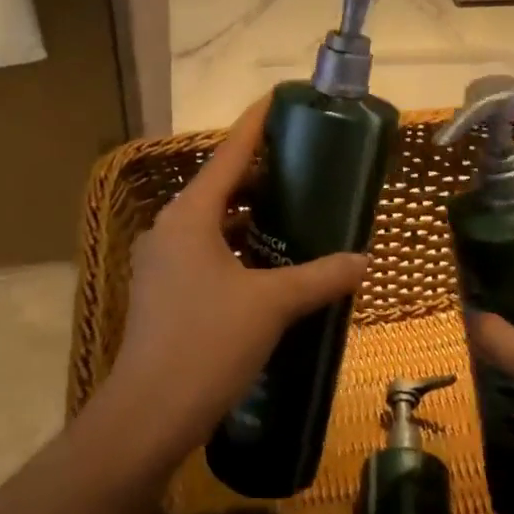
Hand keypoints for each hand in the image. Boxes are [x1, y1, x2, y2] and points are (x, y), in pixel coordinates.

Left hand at [98, 94, 368, 463]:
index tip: (279, 99)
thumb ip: (320, 277)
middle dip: (260, 175)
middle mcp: (170, 229)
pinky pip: (205, 253)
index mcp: (190, 215)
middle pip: (220, 187)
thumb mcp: (272, 305)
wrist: (149, 414)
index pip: (229, 153)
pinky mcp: (163, 293)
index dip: (255, 124)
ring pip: (212, 224)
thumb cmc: (208, 343)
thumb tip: (363, 261)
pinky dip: (236, 249)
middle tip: (305, 167)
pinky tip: (268, 267)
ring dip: (249, 217)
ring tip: (294, 214)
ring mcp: (162, 263)